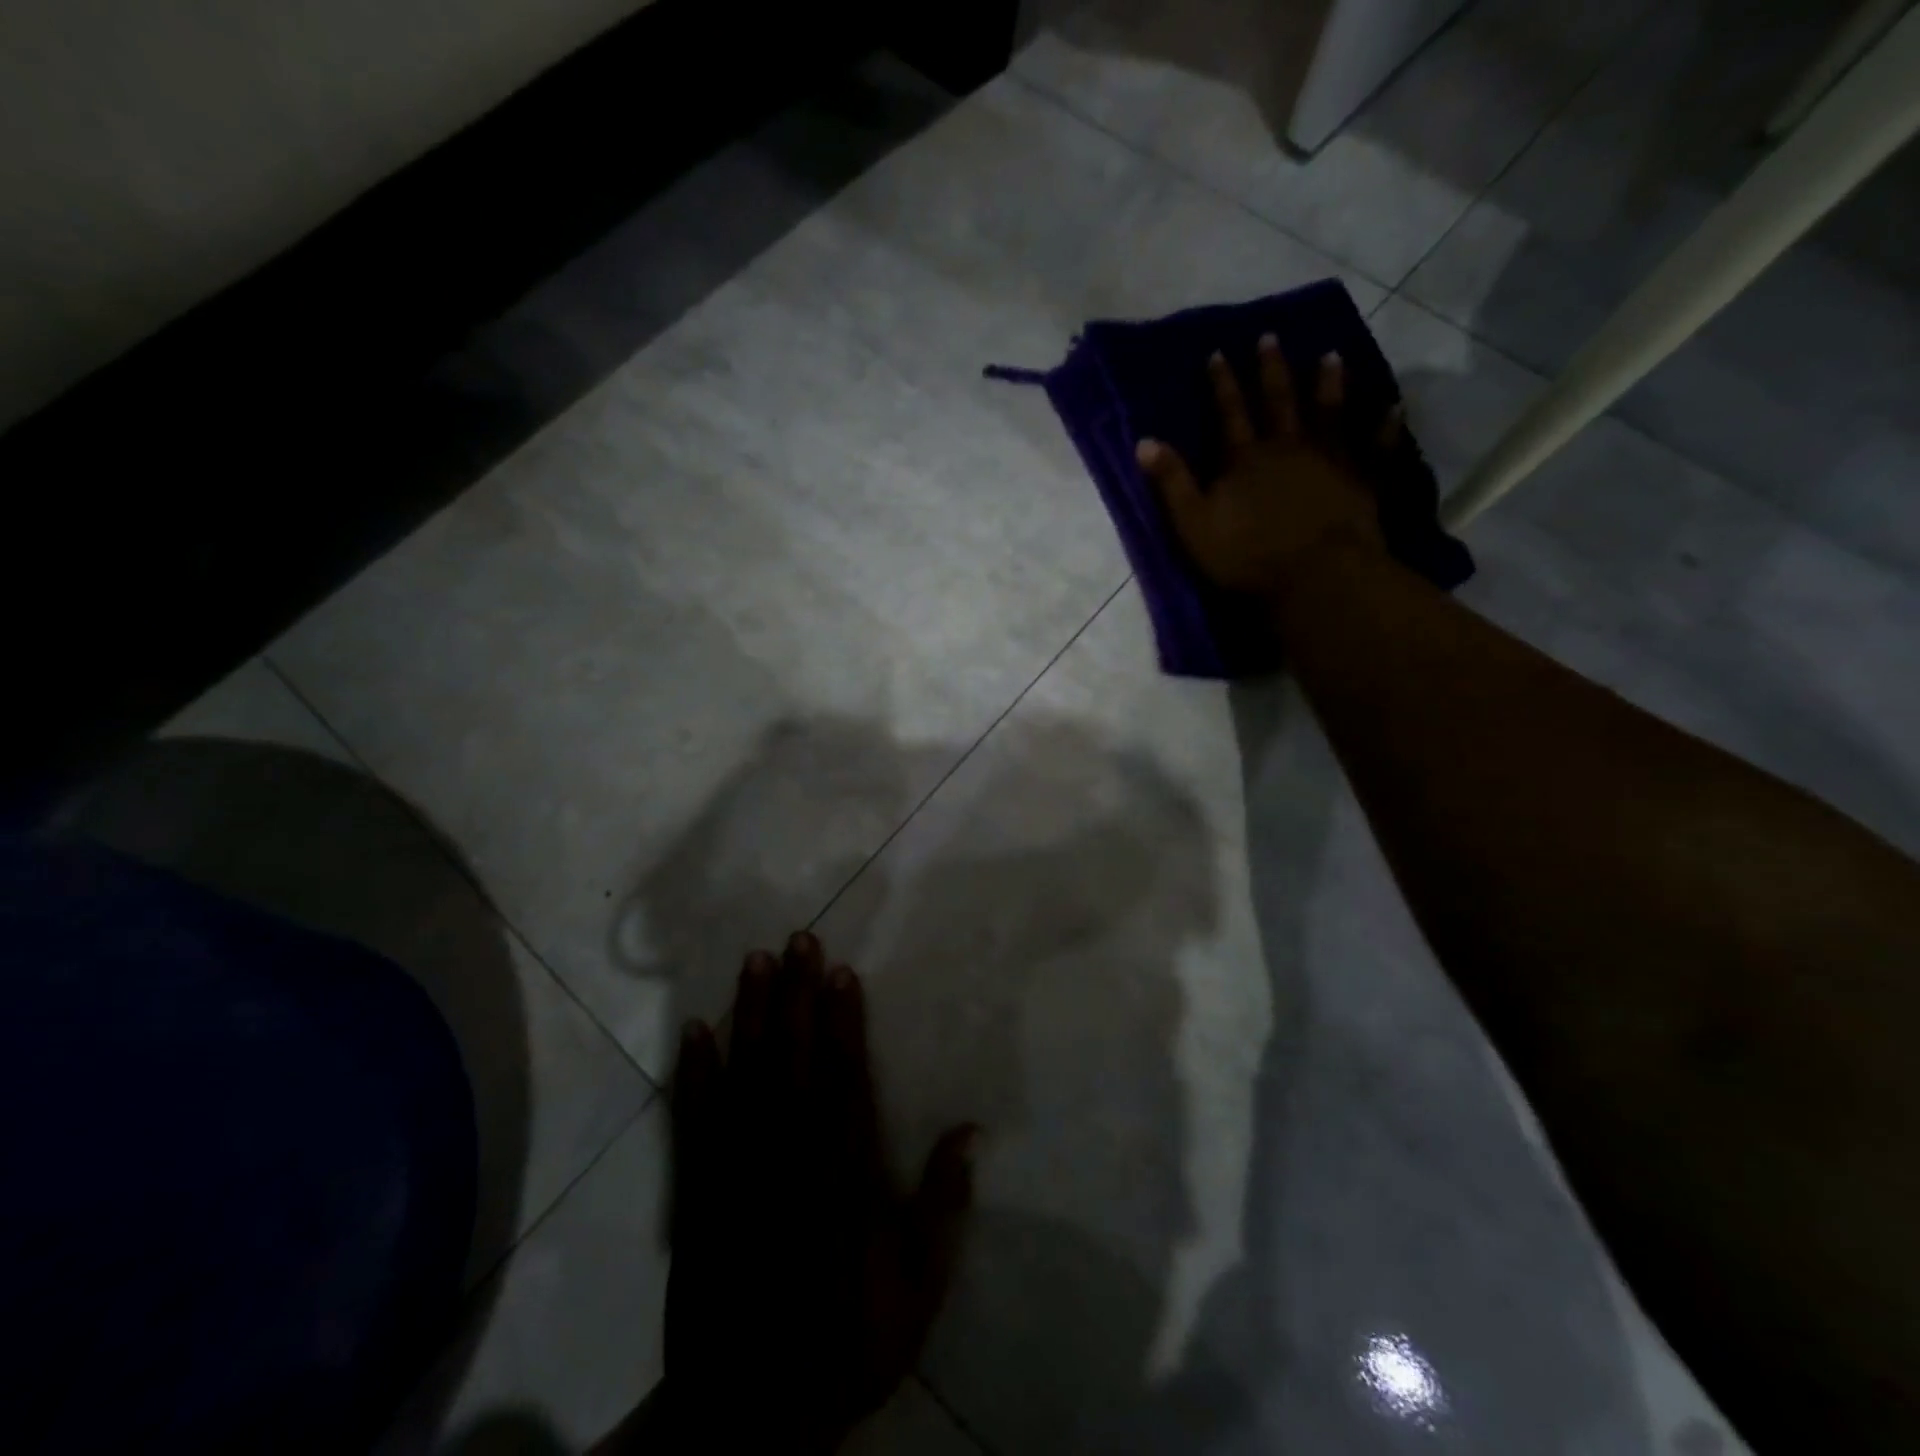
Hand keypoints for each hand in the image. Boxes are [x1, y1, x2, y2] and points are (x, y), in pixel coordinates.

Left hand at [661, 933, 976, 1453]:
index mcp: (844, 1172)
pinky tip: (696, 1031)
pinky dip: (695, 1074)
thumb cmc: (847, 1338)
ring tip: (753, 962)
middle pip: (795, 1058)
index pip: (845, 1077)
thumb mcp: (918, 1287)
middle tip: (795, 938)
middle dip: (797, 994)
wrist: (751, 1414)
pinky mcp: (699, 1191)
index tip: (839, 969)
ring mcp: (739, 1169)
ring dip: (751, 1014)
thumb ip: (944, 1205)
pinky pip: (695, 1122)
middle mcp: (791, 1154)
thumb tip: (971, 1130)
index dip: (844, 1019)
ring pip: (747, 1075)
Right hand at [1135, 339, 1396, 604]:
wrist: (1315, 575)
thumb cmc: (1247, 555)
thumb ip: (1171, 483)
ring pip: (1328, 413)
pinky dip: (1384, 426)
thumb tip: (1143, 442)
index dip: (1222, 384)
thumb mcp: (1194, 524)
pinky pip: (1375, 447)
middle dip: (1271, 370)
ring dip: (1328, 384)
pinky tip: (1392, 407)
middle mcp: (1288, 447)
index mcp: (1245, 459)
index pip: (1229, 414)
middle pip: (1278, 402)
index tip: (1218, 353)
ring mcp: (1330, 460)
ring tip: (1330, 355)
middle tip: (1270, 338)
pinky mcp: (1362, 480)